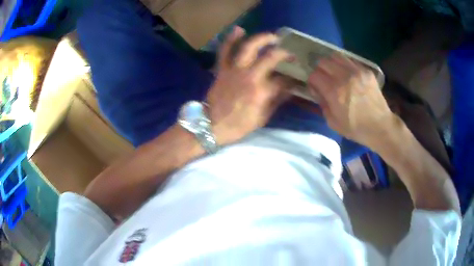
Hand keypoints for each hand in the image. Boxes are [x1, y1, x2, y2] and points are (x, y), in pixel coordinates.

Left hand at [207, 27, 291, 144]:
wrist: (211, 126)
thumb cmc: (238, 125)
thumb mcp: (262, 118)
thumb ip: (276, 101)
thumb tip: (289, 90)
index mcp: (261, 91)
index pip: (283, 80)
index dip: (291, 79)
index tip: (295, 79)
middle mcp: (250, 76)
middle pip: (270, 57)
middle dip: (283, 53)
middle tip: (290, 52)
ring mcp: (234, 70)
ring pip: (248, 47)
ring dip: (261, 38)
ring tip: (272, 36)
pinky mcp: (222, 69)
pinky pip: (225, 51)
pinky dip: (230, 39)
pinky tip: (239, 29)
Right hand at [308, 56, 395, 146]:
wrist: (381, 126)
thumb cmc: (356, 128)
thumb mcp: (333, 123)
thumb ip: (322, 104)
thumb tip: (318, 91)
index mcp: (334, 91)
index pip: (314, 75)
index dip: (312, 82)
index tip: (316, 88)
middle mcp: (344, 77)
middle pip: (323, 62)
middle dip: (320, 70)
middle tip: (325, 79)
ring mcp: (357, 71)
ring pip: (336, 56)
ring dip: (332, 64)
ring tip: (335, 73)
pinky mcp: (366, 71)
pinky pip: (350, 61)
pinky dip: (345, 65)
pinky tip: (349, 75)